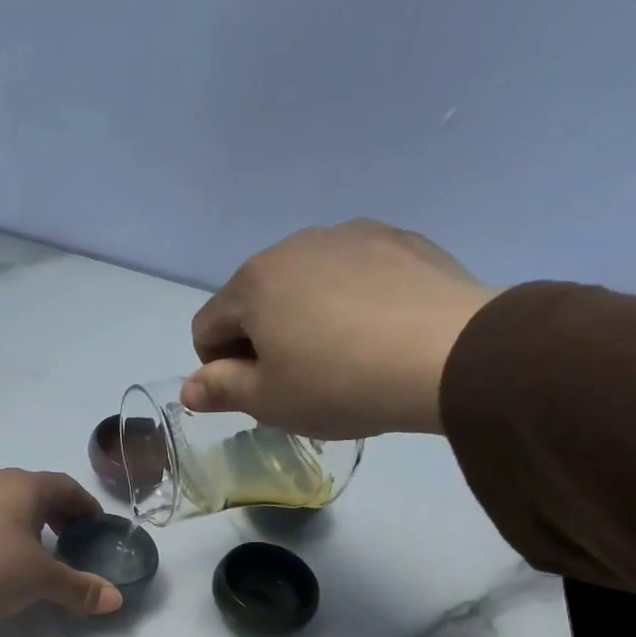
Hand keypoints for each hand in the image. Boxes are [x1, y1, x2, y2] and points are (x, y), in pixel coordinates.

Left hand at [0, 467, 123, 623]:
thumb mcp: (42, 581)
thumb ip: (79, 588)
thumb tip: (116, 600)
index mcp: (25, 485)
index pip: (66, 486)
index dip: (85, 506)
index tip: (95, 527)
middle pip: (35, 489)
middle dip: (56, 512)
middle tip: (68, 540)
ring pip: (5, 499)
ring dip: (25, 518)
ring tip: (33, 547)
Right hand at [184, 219, 498, 437]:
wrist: (447, 354)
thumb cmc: (339, 383)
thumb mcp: (269, 401)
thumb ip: (221, 390)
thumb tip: (188, 388)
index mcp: (253, 283)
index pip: (206, 326)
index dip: (217, 367)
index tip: (251, 394)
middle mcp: (294, 244)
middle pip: (254, 299)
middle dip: (260, 339)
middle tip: (295, 382)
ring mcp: (350, 235)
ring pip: (304, 282)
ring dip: (304, 317)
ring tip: (341, 358)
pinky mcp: (398, 239)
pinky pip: (353, 273)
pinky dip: (350, 301)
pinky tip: (376, 334)